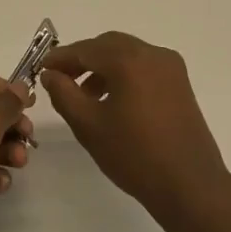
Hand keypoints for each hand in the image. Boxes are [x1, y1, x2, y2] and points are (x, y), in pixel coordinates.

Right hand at [41, 32, 228, 221]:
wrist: (190, 186)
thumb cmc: (134, 155)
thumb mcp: (89, 125)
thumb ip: (64, 93)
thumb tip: (51, 74)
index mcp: (129, 60)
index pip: (86, 49)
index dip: (61, 58)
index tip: (40, 69)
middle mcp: (152, 54)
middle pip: (108, 45)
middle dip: (82, 59)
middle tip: (60, 79)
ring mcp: (171, 67)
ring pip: (127, 54)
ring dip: (103, 66)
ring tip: (85, 95)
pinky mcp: (180, 83)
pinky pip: (144, 66)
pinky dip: (124, 73)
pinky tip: (113, 100)